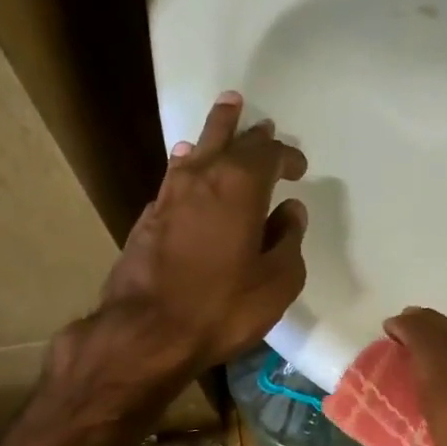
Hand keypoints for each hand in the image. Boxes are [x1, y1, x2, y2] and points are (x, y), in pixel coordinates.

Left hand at [91, 91, 308, 388]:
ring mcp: (169, 195)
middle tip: (261, 123)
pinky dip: (188, 163)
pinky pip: (174, 175)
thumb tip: (290, 212)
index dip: (287, 156)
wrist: (147, 331)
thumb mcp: (276, 283)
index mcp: (241, 186)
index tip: (299, 167)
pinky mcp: (148, 218)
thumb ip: (288, 241)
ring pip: (196, 149)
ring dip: (215, 132)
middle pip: (229, 139)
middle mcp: (202, 177)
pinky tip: (187, 164)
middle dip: (250, 132)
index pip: (269, 155)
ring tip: (226, 114)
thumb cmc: (222, 308)